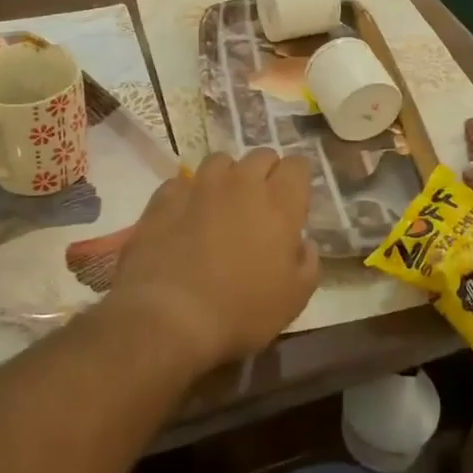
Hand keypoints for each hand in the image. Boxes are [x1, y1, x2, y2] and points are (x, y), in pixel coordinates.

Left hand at [108, 149, 319, 372]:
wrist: (169, 317)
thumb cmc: (240, 311)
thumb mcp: (294, 299)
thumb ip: (307, 263)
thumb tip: (304, 244)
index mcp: (279, 203)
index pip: (298, 165)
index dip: (298, 180)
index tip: (295, 201)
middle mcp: (241, 183)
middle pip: (261, 155)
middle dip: (266, 174)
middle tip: (260, 205)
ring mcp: (199, 185)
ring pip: (221, 162)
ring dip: (227, 178)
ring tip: (221, 205)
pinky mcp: (164, 197)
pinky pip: (183, 182)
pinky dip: (190, 194)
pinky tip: (186, 218)